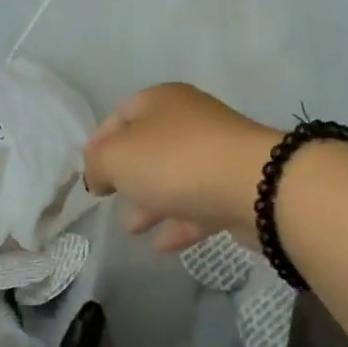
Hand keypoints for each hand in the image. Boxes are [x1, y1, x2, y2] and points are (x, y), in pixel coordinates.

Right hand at [82, 84, 281, 251]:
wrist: (257, 186)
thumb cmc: (177, 162)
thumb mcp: (118, 157)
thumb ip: (98, 163)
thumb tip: (100, 175)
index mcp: (161, 101)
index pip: (120, 116)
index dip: (99, 145)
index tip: (89, 177)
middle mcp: (190, 120)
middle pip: (149, 147)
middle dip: (127, 176)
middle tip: (111, 200)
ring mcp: (217, 153)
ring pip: (175, 177)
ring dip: (151, 202)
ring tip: (133, 229)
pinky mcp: (237, 186)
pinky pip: (200, 203)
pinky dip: (179, 222)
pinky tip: (163, 245)